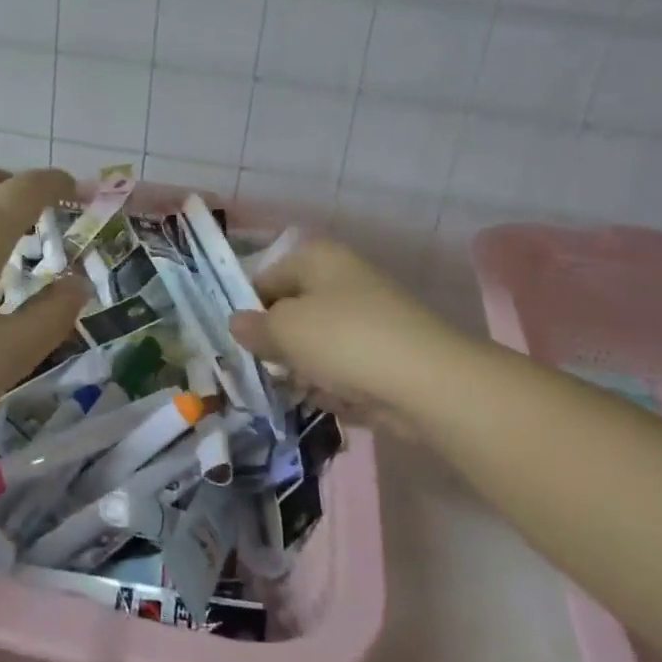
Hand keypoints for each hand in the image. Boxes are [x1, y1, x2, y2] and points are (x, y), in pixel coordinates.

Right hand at [229, 240, 452, 437]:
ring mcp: (368, 320)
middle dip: (276, 345)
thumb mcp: (285, 330)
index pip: (266, 279)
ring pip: (317, 346)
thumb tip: (237, 323)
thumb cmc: (344, 340)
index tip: (235, 343)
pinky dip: (334, 386)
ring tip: (295, 391)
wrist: (427, 382)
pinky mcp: (384, 357)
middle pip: (293, 313)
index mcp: (318, 259)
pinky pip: (344, 370)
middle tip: (260, 371)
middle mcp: (343, 282)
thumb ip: (255, 327)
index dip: (248, 310)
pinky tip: (330, 402)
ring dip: (303, 370)